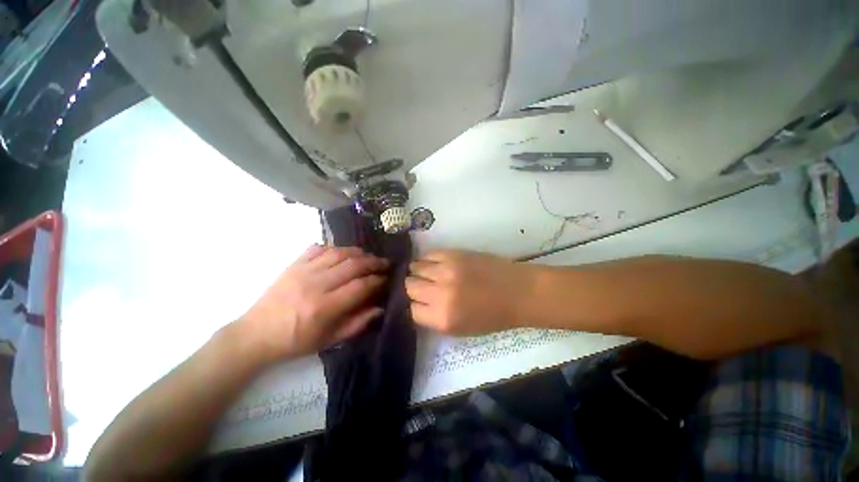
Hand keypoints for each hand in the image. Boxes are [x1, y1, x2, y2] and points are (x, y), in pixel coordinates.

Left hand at [238, 245, 387, 361]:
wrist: (255, 335)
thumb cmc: (295, 342)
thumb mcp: (329, 341)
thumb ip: (357, 324)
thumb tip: (380, 308)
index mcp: (324, 307)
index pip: (360, 286)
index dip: (377, 280)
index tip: (386, 278)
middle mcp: (315, 284)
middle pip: (353, 265)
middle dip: (373, 262)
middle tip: (384, 263)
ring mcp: (303, 271)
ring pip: (338, 253)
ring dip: (358, 252)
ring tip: (368, 256)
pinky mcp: (293, 265)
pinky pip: (318, 248)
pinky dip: (334, 248)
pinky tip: (342, 253)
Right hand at [406, 250, 534, 334]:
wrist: (517, 292)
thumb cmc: (492, 316)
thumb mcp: (461, 329)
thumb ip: (435, 318)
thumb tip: (417, 304)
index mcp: (443, 318)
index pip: (412, 310)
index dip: (415, 306)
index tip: (420, 302)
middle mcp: (440, 294)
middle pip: (410, 286)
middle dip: (414, 288)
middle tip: (423, 286)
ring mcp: (446, 270)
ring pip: (415, 267)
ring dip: (418, 272)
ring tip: (428, 273)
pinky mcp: (453, 254)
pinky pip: (428, 254)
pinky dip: (428, 259)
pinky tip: (435, 264)